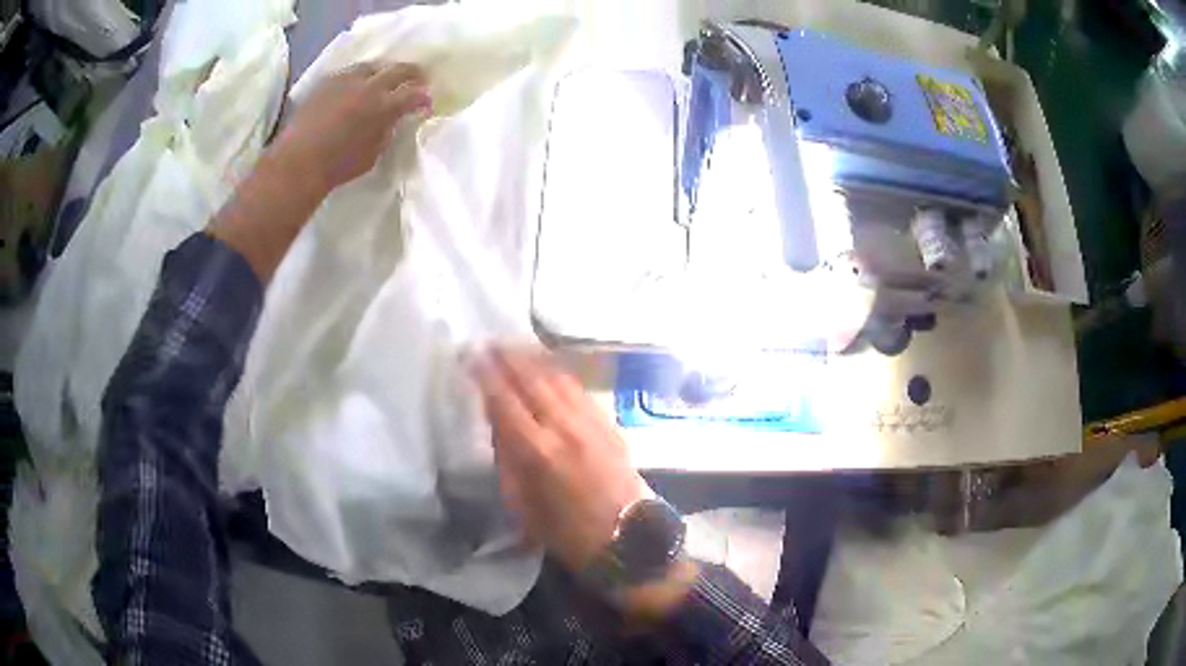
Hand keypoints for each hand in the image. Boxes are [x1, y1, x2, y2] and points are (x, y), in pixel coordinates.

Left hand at [269, 62, 429, 196]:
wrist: (297, 163)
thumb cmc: (337, 166)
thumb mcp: (372, 154)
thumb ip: (386, 132)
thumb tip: (392, 121)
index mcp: (384, 107)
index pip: (414, 95)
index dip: (424, 99)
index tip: (427, 104)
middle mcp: (368, 86)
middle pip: (398, 69)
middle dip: (412, 74)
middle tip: (417, 79)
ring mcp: (345, 80)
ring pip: (372, 67)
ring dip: (382, 72)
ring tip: (383, 80)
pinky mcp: (326, 82)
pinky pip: (348, 73)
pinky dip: (358, 78)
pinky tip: (355, 87)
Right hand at [468, 346, 649, 572]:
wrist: (627, 538)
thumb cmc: (567, 532)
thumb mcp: (522, 505)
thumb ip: (507, 460)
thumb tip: (498, 424)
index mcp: (537, 451)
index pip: (504, 400)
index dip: (486, 375)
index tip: (471, 356)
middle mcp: (564, 427)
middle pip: (532, 379)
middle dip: (508, 357)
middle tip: (490, 342)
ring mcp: (591, 422)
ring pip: (558, 378)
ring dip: (534, 358)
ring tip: (515, 345)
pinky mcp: (609, 423)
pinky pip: (579, 388)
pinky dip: (560, 372)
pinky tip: (550, 366)